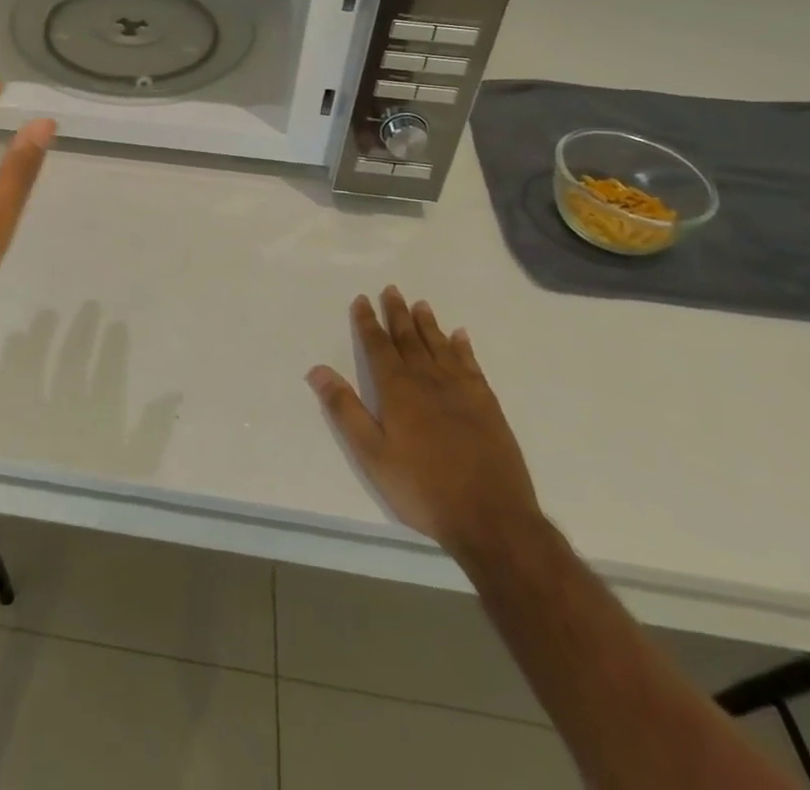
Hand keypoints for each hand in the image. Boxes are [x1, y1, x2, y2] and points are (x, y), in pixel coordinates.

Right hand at [308, 288, 540, 561]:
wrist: (492, 519)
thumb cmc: (423, 488)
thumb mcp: (372, 455)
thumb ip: (345, 410)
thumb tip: (317, 370)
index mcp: (398, 391)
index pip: (378, 347)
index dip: (367, 322)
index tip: (361, 300)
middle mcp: (428, 380)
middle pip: (409, 339)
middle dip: (397, 314)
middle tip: (391, 290)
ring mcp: (462, 391)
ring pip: (440, 346)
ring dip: (428, 324)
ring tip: (420, 304)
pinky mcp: (488, 405)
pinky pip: (472, 365)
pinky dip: (463, 348)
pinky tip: (460, 336)